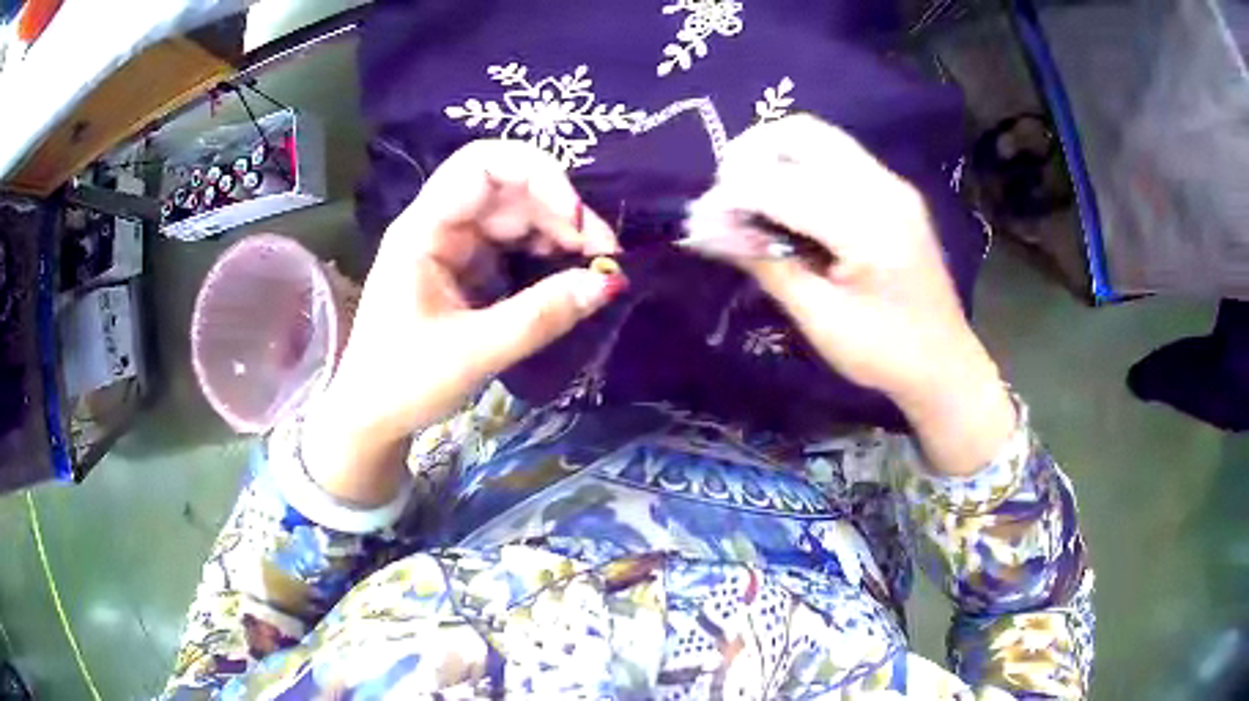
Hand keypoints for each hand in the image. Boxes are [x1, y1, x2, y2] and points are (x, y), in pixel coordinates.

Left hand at [304, 140, 621, 503]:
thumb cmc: (404, 382)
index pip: (482, 165)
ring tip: (596, 266)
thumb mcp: (474, 352)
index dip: (537, 175)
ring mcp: (454, 245)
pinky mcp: (467, 269)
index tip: (577, 220)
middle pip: (509, 188)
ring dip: (560, 232)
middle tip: (606, 253)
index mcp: (424, 229)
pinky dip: (547, 254)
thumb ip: (540, 316)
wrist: (372, 417)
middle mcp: (440, 225)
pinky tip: (570, 276)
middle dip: (561, 210)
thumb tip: (608, 282)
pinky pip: (514, 245)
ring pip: (517, 215)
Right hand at [686, 116, 1013, 474]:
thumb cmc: (884, 354)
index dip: (732, 196)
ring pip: (816, 135)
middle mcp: (883, 187)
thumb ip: (765, 263)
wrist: (943, 363)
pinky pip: (833, 153)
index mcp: (869, 226)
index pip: (781, 184)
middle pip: (800, 133)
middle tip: (726, 198)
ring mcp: (891, 182)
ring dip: (771, 153)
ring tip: (748, 194)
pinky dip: (796, 163)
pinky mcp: (891, 188)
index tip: (702, 223)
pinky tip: (784, 199)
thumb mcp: (820, 319)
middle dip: (749, 155)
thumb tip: (705, 228)